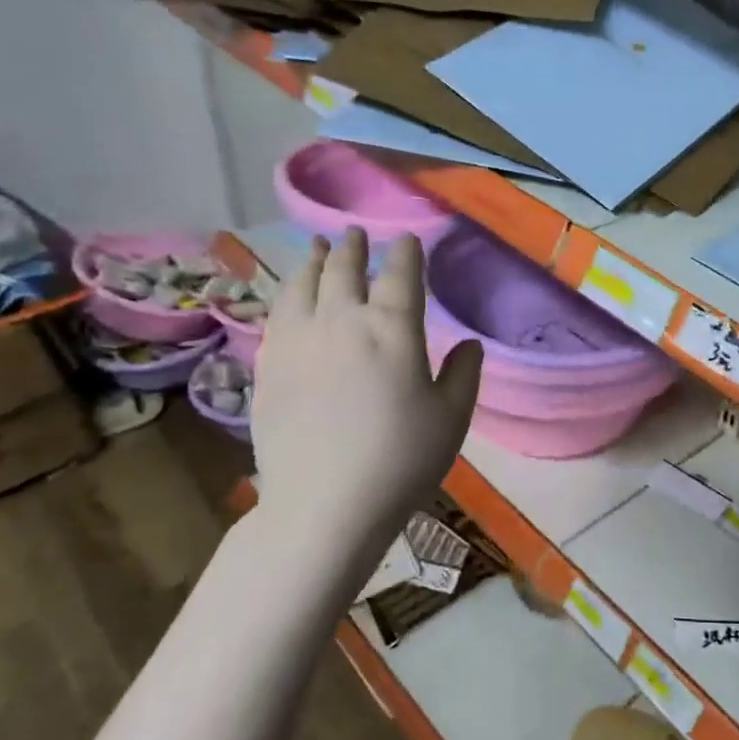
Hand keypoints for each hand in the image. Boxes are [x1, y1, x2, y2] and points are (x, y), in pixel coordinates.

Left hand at [251, 229, 482, 565]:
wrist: (324, 505)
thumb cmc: (401, 461)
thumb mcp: (451, 419)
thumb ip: (464, 374)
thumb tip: (470, 343)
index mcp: (393, 329)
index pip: (400, 274)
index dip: (405, 252)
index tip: (407, 239)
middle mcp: (342, 321)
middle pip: (344, 270)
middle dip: (352, 247)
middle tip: (354, 233)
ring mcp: (298, 341)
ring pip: (303, 285)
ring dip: (313, 261)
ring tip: (317, 248)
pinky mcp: (269, 365)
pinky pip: (277, 314)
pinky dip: (287, 294)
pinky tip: (291, 296)